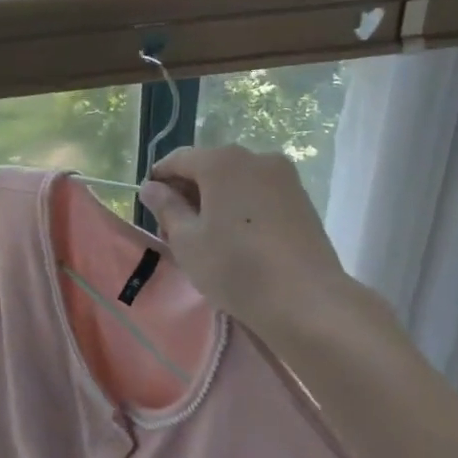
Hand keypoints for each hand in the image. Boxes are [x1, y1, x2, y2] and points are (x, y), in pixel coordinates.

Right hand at [138, 145, 365, 341]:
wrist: (307, 299)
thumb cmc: (235, 266)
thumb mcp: (187, 240)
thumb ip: (166, 207)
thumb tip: (151, 188)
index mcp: (222, 161)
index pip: (177, 160)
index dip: (158, 181)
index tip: (150, 208)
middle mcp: (255, 157)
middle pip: (208, 167)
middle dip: (188, 192)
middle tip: (175, 229)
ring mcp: (284, 177)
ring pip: (235, 181)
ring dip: (215, 200)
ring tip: (207, 237)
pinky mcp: (301, 199)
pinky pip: (258, 194)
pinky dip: (241, 207)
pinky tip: (236, 238)